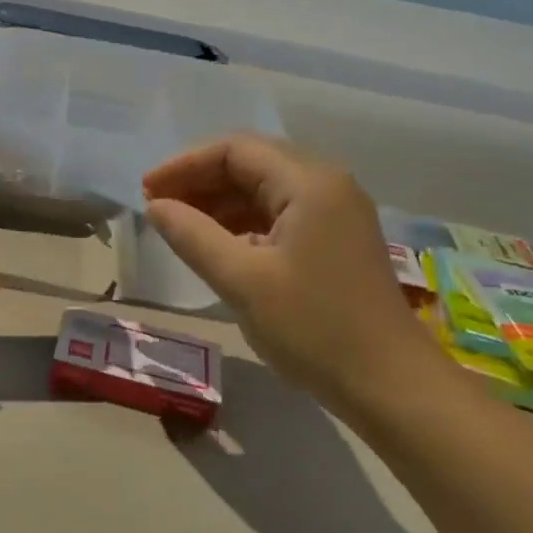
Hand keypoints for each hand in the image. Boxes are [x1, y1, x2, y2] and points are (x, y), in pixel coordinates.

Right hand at [143, 135, 448, 413]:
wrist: (387, 382)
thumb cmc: (312, 327)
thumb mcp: (241, 280)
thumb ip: (192, 236)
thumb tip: (155, 207)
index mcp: (309, 183)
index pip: (235, 150)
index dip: (184, 166)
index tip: (145, 192)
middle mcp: (326, 185)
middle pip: (250, 164)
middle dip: (199, 182)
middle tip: (156, 209)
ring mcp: (334, 213)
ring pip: (263, 190)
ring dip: (218, 203)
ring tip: (177, 227)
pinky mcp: (334, 240)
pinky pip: (278, 216)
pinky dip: (241, 223)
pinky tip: (215, 246)